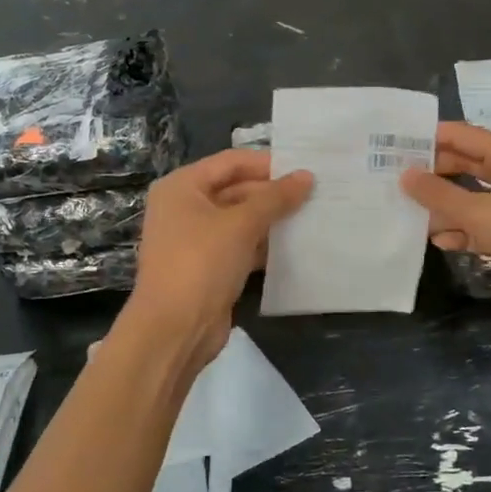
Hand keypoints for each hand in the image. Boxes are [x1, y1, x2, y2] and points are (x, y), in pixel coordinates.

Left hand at [124, 150, 312, 367]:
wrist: (174, 329)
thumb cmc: (201, 263)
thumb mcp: (241, 224)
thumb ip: (275, 198)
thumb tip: (306, 176)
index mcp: (182, 186)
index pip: (231, 162)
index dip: (268, 163)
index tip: (305, 168)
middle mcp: (184, 207)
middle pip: (236, 189)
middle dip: (273, 193)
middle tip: (316, 194)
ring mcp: (194, 239)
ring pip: (240, 220)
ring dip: (271, 220)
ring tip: (312, 216)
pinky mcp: (207, 267)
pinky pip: (240, 246)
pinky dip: (263, 245)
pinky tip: (294, 247)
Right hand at [402, 122, 490, 333]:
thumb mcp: (482, 214)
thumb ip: (440, 195)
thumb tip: (405, 175)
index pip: (463, 136)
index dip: (429, 137)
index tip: (391, 143)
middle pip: (465, 167)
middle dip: (432, 174)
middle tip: (391, 180)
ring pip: (471, 199)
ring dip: (444, 207)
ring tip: (407, 214)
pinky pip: (482, 226)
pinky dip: (462, 231)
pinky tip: (440, 241)